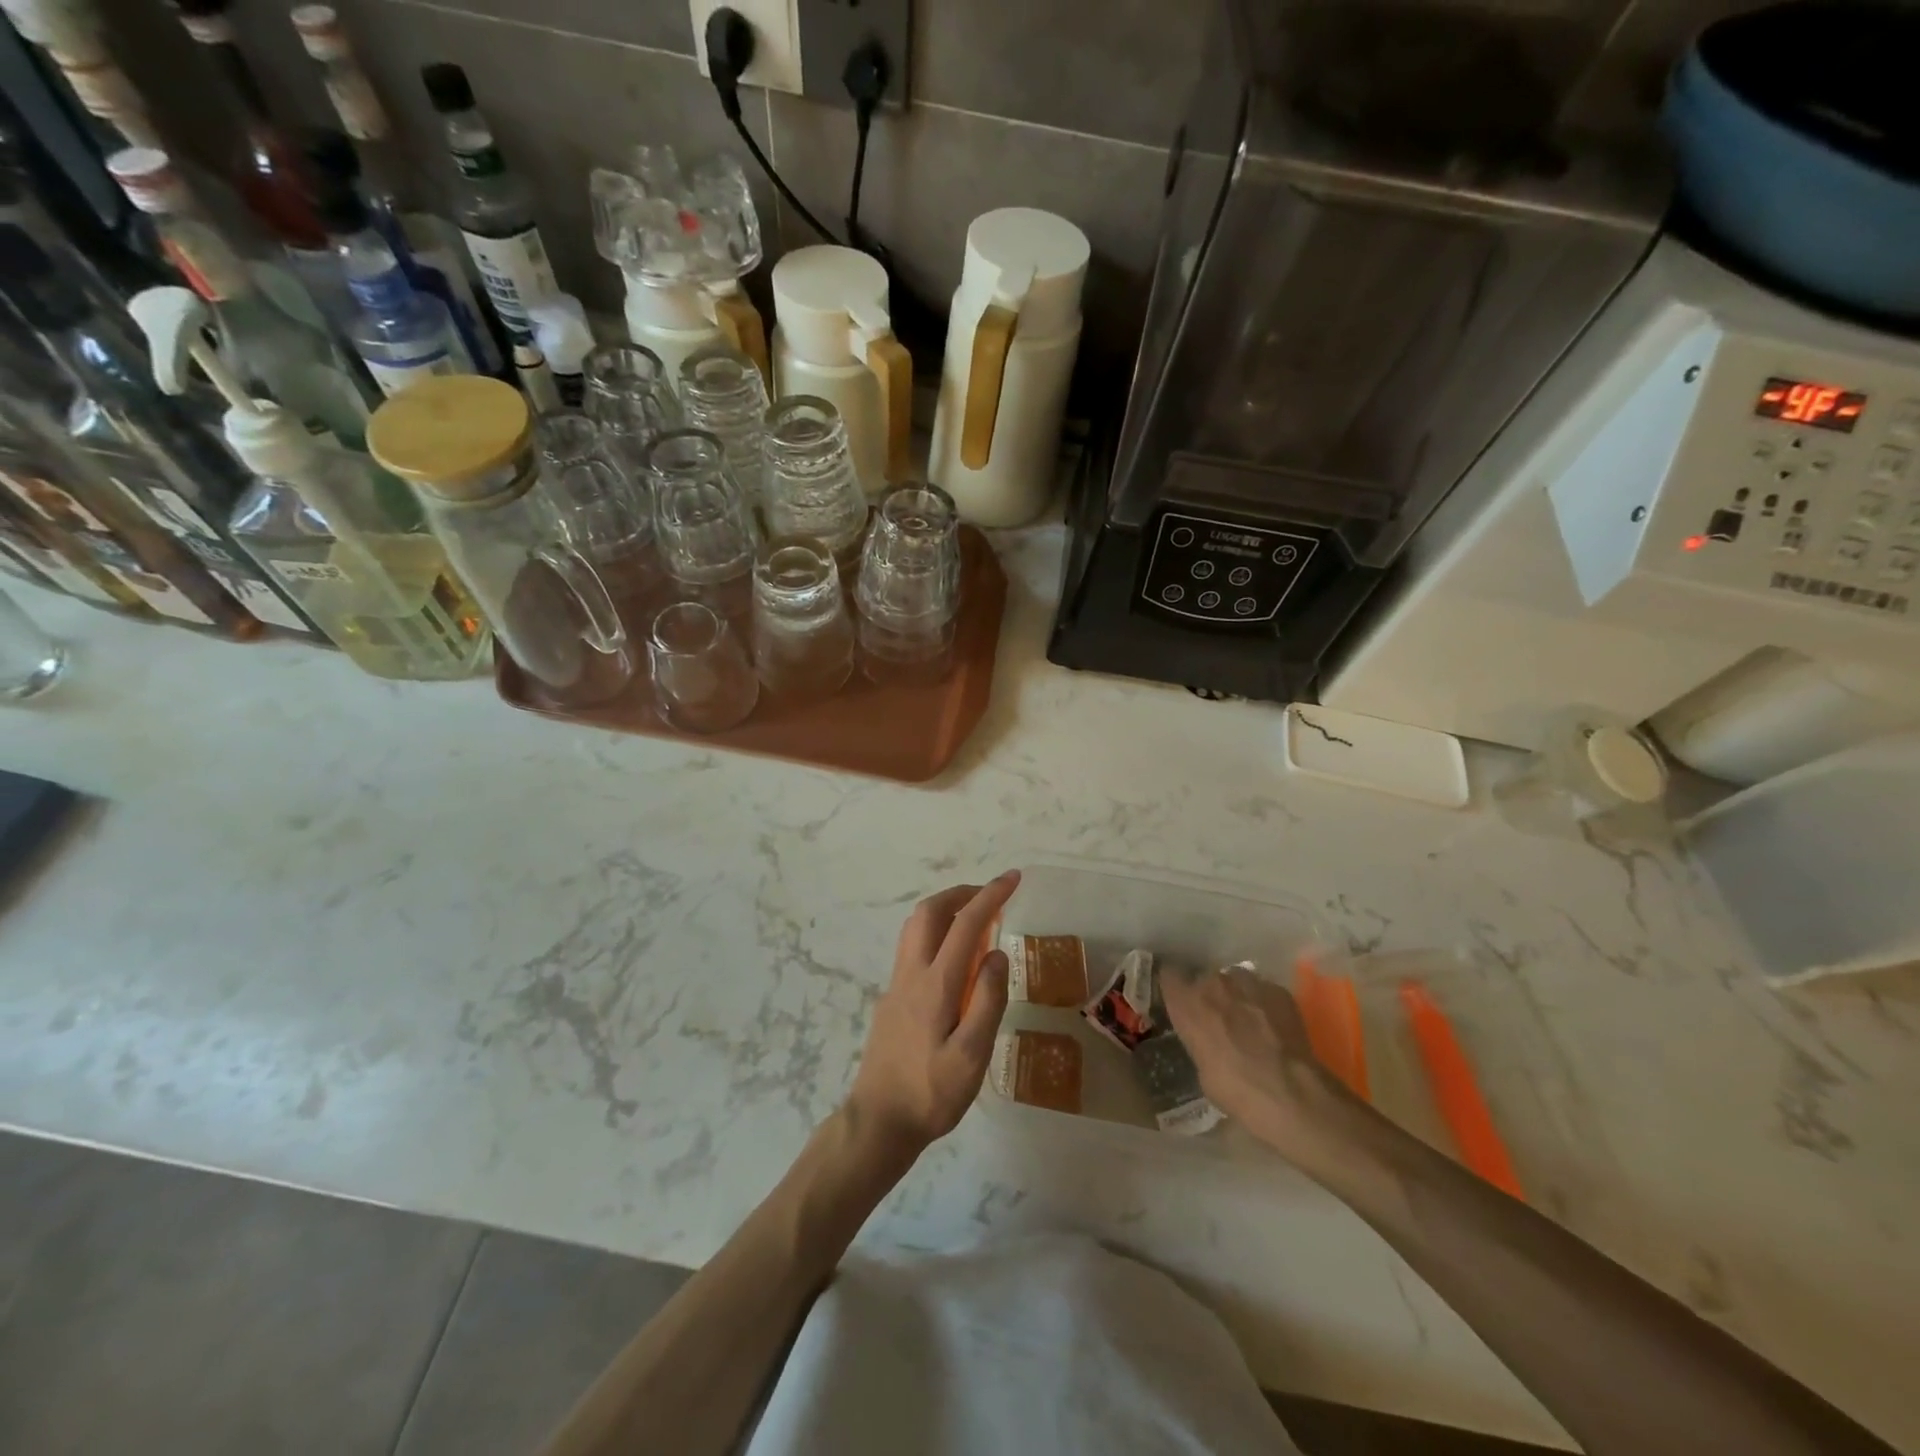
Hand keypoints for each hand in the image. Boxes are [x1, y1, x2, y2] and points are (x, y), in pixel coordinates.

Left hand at [844, 871, 1019, 1161]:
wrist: (877, 1122)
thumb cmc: (930, 1094)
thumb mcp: (972, 1056)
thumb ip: (987, 1001)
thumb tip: (998, 954)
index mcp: (936, 984)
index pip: (966, 924)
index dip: (991, 896)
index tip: (1013, 879)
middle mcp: (912, 974)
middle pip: (930, 912)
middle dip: (962, 893)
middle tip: (992, 896)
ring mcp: (897, 985)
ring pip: (916, 927)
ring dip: (946, 910)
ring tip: (976, 920)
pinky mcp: (892, 999)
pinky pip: (913, 947)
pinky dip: (937, 933)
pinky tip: (954, 959)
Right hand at [1159, 964, 1353, 1158]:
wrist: (1290, 1092)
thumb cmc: (1235, 1089)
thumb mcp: (1202, 1069)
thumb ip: (1199, 1040)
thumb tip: (1209, 1040)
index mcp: (1187, 1003)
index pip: (1169, 976)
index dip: (1175, 987)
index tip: (1180, 999)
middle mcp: (1213, 983)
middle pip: (1205, 978)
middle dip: (1210, 995)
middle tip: (1219, 1019)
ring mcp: (1248, 982)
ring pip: (1235, 979)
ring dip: (1237, 995)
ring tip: (1249, 1020)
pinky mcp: (1278, 990)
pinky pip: (1264, 990)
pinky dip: (1265, 1003)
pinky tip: (1274, 1026)